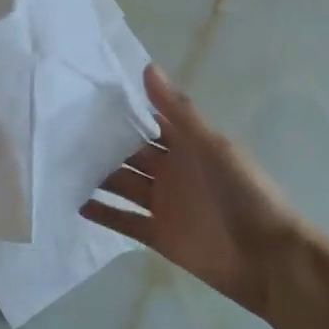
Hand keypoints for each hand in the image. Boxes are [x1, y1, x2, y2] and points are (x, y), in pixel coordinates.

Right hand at [81, 65, 312, 316]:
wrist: (270, 261)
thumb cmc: (245, 194)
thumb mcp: (213, 147)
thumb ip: (178, 111)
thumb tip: (147, 67)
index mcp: (187, 145)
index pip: (147, 121)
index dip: (121, 111)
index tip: (84, 96)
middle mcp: (172, 170)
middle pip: (129, 153)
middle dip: (101, 144)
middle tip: (59, 132)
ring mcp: (164, 204)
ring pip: (122, 184)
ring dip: (96, 176)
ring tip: (59, 165)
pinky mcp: (158, 235)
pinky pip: (124, 221)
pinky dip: (103, 213)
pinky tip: (75, 204)